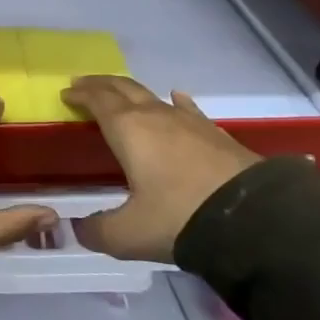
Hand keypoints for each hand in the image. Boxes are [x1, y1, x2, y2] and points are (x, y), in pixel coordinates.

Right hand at [64, 76, 260, 263]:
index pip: (97, 100)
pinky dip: (174, 102)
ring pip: (152, 96)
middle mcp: (155, 116)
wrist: (253, 218)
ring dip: (131, 92)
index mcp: (127, 129)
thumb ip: (98, 231)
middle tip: (84, 85)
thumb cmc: (180, 218)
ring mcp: (189, 121)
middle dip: (100, 85)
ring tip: (121, 94)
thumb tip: (78, 229)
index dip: (80, 95)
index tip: (66, 94)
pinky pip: (187, 109)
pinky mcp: (216, 134)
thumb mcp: (129, 235)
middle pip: (122, 88)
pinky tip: (176, 98)